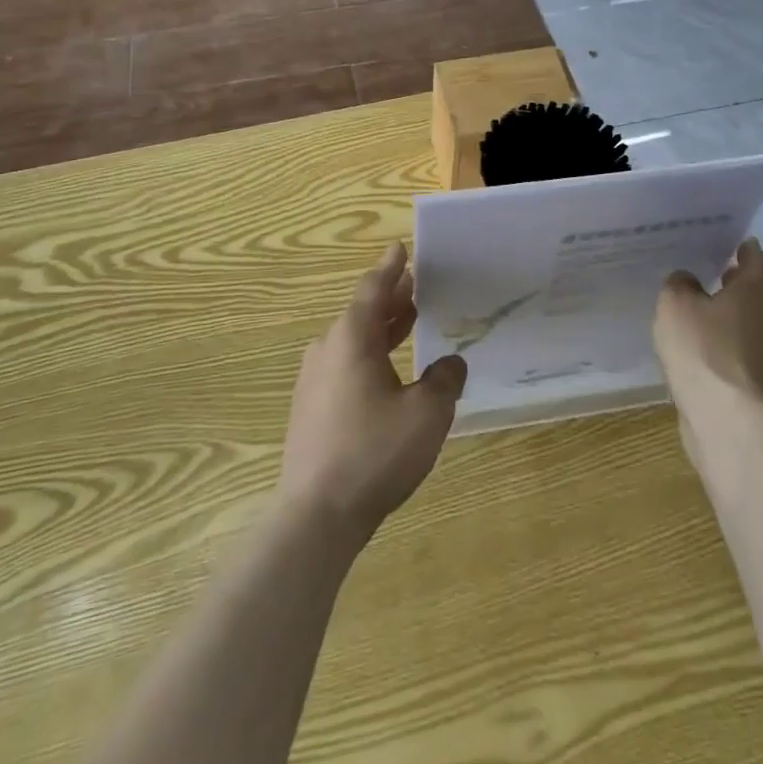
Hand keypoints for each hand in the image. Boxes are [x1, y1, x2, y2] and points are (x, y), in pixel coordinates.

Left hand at [277, 243, 467, 541]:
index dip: (391, 268)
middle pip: (362, 313)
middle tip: (415, 285)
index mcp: (352, 339)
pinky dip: (369, 355)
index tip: (400, 248)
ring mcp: (314, 380)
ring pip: (352, 341)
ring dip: (381, 329)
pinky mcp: (310, 408)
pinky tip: (387, 374)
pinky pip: (344, 365)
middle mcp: (328, 350)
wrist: (317, 515)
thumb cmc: (374, 452)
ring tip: (408, 322)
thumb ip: (444, 380)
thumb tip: (451, 362)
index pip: (374, 290)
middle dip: (390, 298)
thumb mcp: (426, 414)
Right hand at [655, 238, 762, 414]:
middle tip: (718, 278)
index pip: (759, 261)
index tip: (736, 246)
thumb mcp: (675, 304)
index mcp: (756, 292)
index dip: (748, 251)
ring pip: (756, 327)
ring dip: (738, 320)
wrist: (727, 418)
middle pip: (760, 294)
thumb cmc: (702, 349)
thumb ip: (680, 284)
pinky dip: (733, 349)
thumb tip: (688, 281)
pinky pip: (748, 356)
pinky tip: (710, 355)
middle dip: (741, 286)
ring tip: (709, 319)